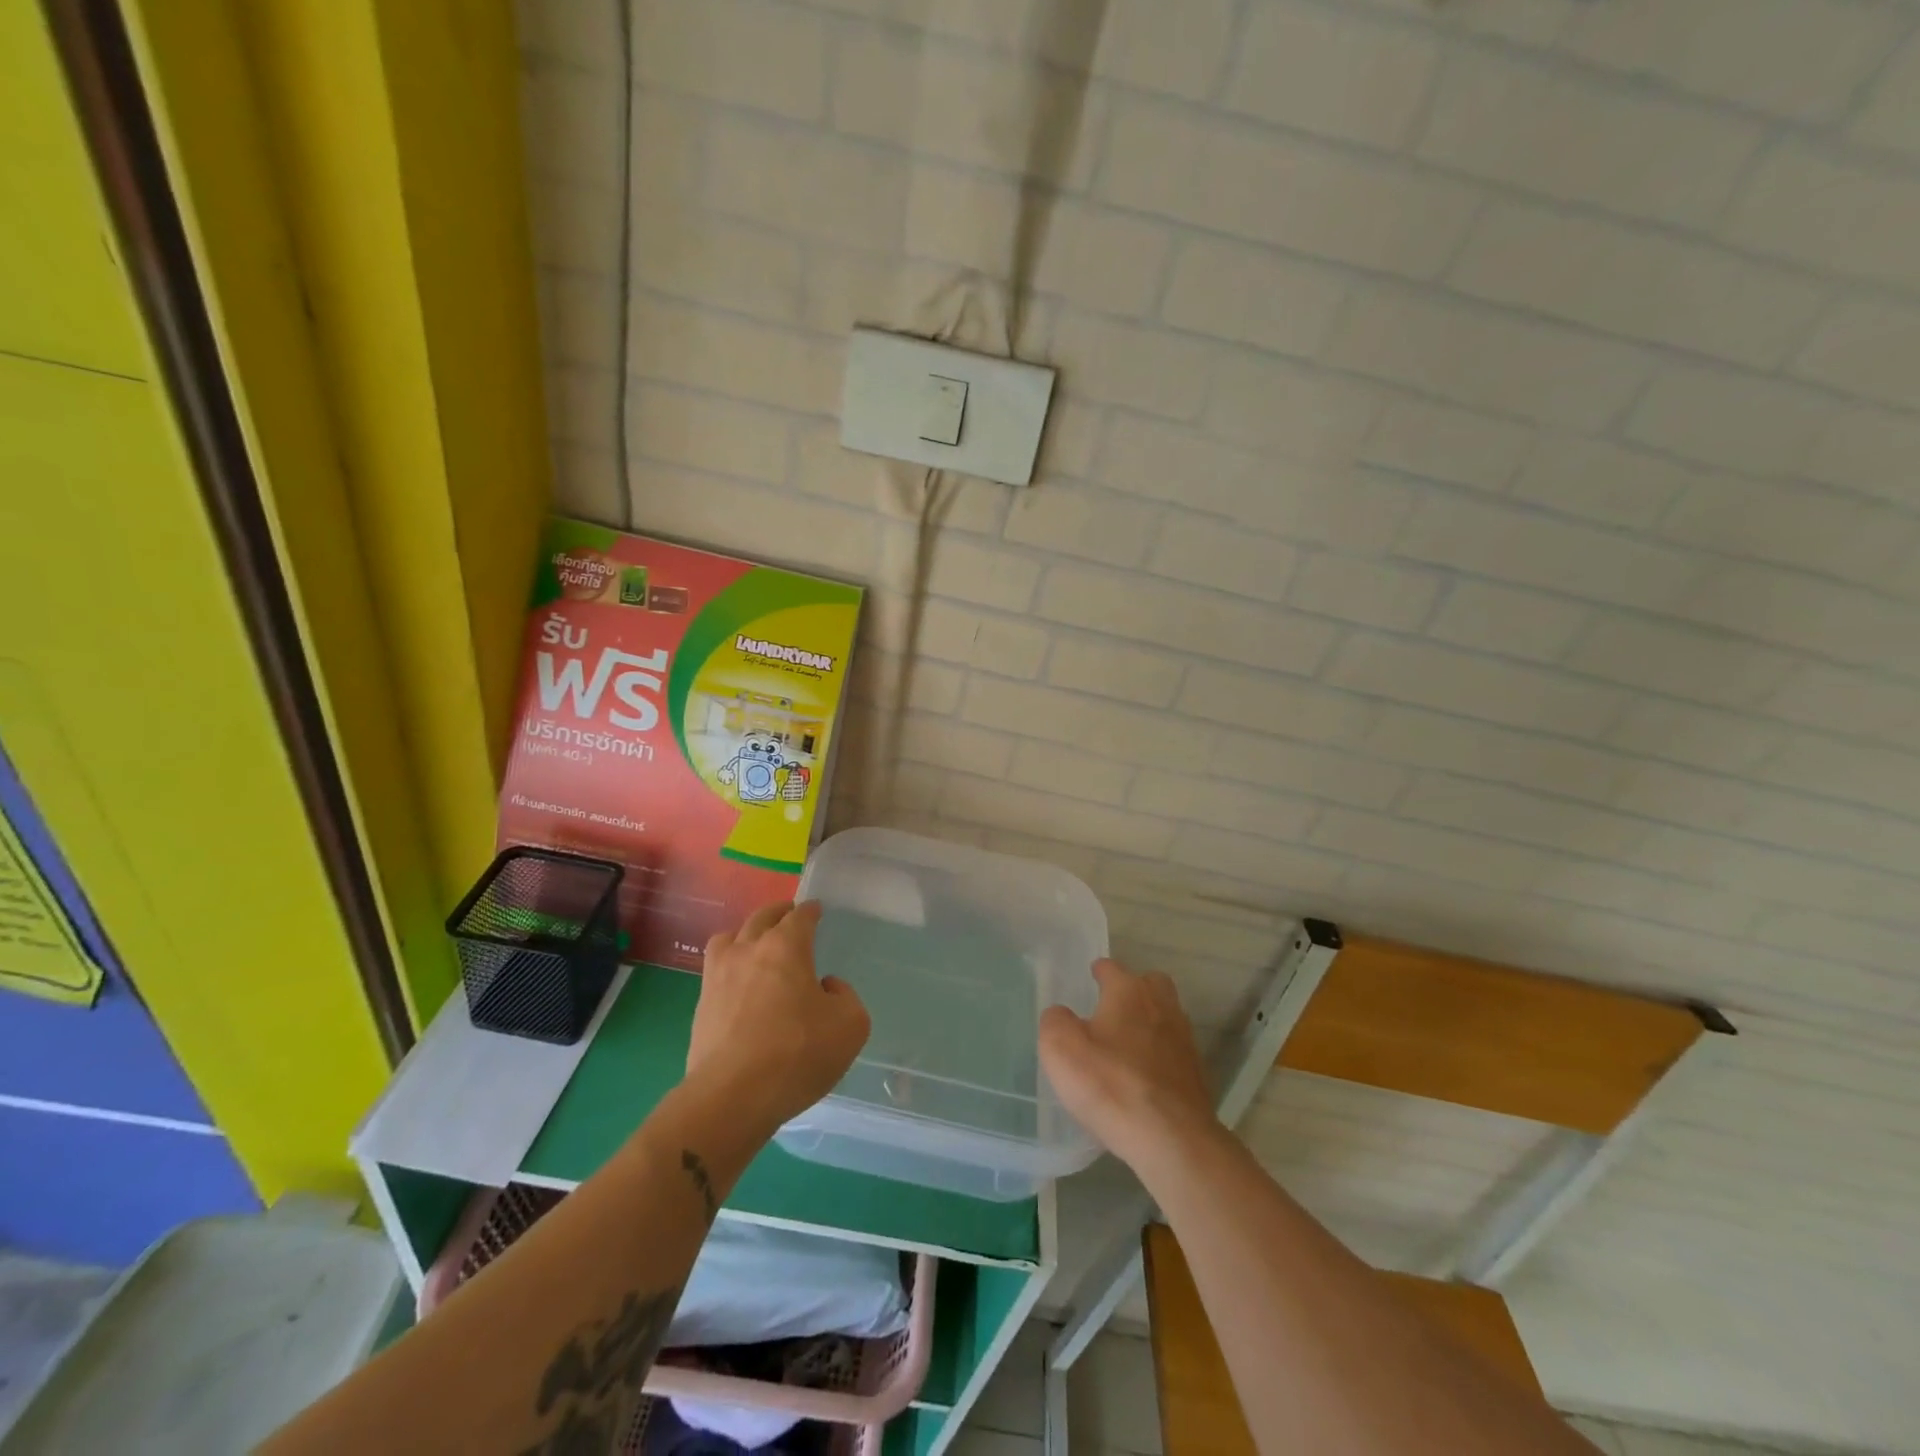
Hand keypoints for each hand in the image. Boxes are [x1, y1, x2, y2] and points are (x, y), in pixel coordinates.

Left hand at [689, 901, 869, 1135]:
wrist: (732, 1097)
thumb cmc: (797, 1053)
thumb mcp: (850, 1026)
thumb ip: (845, 997)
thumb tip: (825, 987)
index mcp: (786, 947)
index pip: (800, 916)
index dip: (810, 911)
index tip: (816, 911)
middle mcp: (748, 950)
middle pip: (762, 918)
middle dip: (778, 913)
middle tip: (789, 916)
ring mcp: (718, 976)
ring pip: (729, 937)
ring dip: (746, 933)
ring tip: (756, 944)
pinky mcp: (701, 1005)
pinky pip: (716, 969)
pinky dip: (730, 965)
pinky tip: (740, 982)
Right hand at [1040, 959, 1217, 1171]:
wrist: (1172, 1139)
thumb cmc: (1111, 1084)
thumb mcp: (1061, 1049)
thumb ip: (1055, 1022)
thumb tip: (1061, 1015)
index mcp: (1129, 992)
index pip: (1112, 968)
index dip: (1099, 971)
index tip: (1092, 976)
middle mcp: (1161, 1006)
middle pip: (1150, 984)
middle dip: (1134, 989)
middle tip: (1113, 1007)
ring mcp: (1184, 1039)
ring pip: (1165, 1016)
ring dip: (1148, 1022)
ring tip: (1125, 1043)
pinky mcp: (1195, 1073)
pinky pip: (1172, 1050)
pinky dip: (1159, 1054)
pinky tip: (1142, 1074)